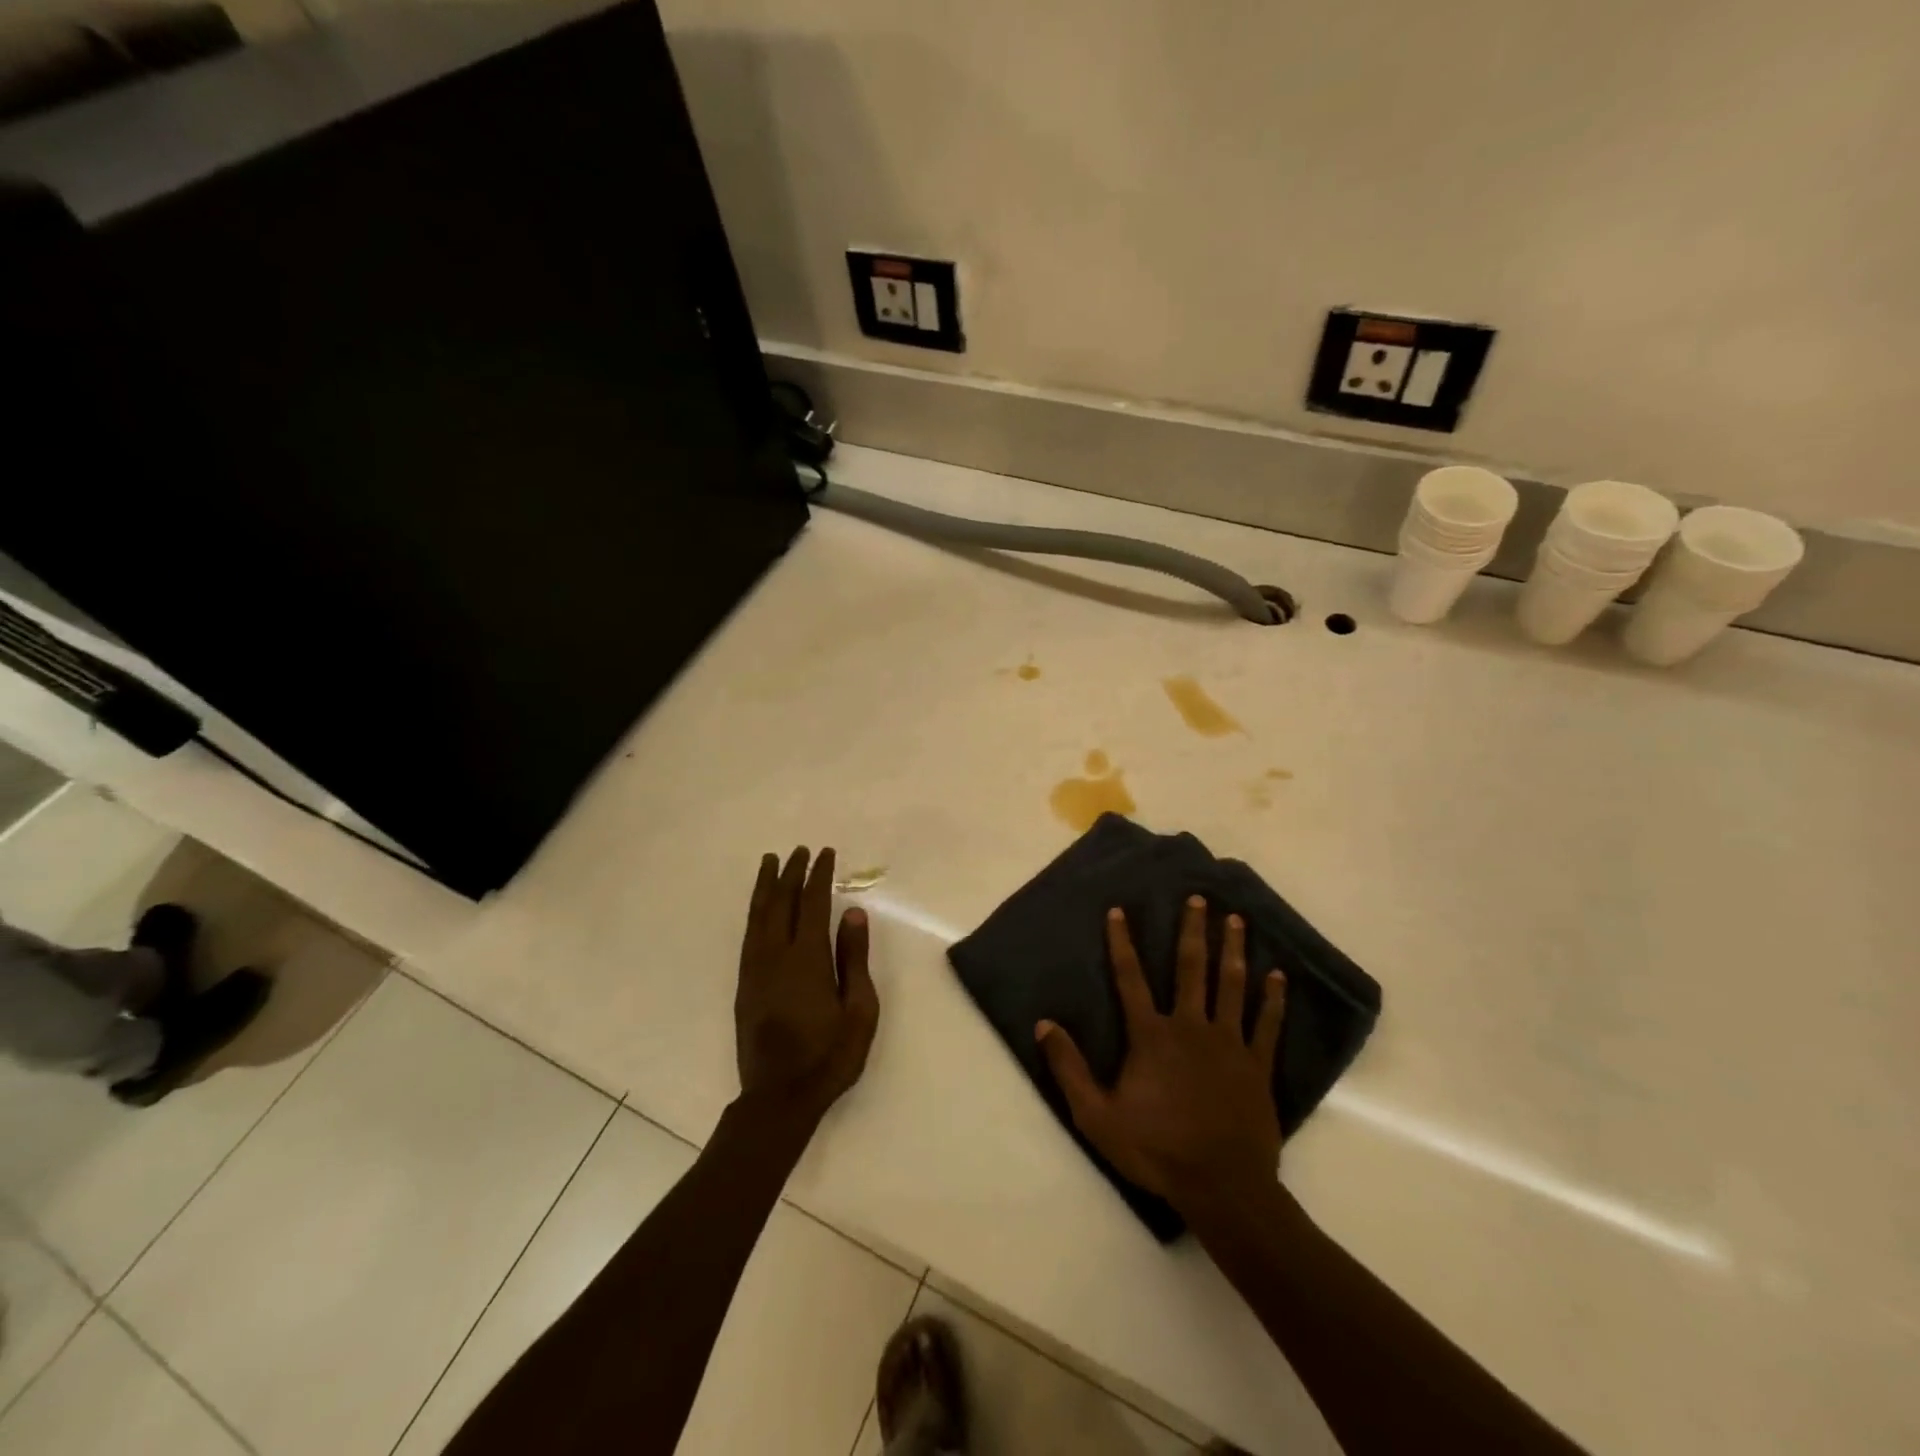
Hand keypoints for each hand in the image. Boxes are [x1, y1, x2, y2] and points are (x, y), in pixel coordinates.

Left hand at [735, 847, 879, 1123]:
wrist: (779, 1097)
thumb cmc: (830, 1055)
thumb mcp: (859, 1010)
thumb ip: (854, 959)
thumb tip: (853, 913)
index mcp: (807, 959)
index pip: (812, 904)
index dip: (819, 876)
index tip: (826, 854)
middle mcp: (776, 956)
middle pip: (782, 903)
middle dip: (792, 873)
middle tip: (801, 850)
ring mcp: (755, 969)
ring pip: (758, 915)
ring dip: (766, 886)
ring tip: (771, 862)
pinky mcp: (744, 984)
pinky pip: (748, 935)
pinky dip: (754, 911)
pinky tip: (759, 906)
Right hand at [1036, 897, 1285, 1220]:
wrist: (1221, 1187)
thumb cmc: (1156, 1150)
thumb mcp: (1096, 1115)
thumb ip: (1069, 1068)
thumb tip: (1044, 1024)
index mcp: (1151, 1036)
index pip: (1130, 978)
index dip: (1122, 943)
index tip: (1120, 910)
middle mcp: (1191, 1027)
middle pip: (1191, 968)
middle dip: (1193, 930)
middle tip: (1200, 899)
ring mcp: (1229, 1043)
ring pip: (1231, 985)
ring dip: (1233, 950)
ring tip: (1237, 920)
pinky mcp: (1257, 1065)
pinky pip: (1267, 1024)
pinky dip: (1273, 999)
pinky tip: (1278, 975)